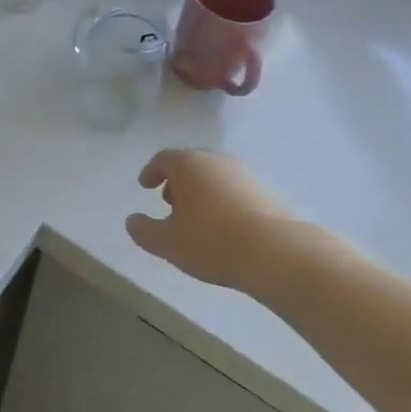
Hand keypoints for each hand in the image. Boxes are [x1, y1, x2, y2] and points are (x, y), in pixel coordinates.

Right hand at [125, 150, 327, 301]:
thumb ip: (144, 230)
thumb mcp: (167, 242)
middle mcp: (217, 161)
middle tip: (169, 204)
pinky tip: (224, 226)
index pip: (163, 159)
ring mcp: (245, 174)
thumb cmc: (212, 241)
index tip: (145, 186)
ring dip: (201, 192)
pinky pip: (235, 190)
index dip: (151, 172)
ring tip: (197, 219)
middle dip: (177, 182)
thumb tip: (132, 221)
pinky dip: (223, 201)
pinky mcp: (267, 191)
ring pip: (215, 176)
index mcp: (189, 164)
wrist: (277, 252)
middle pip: (191, 164)